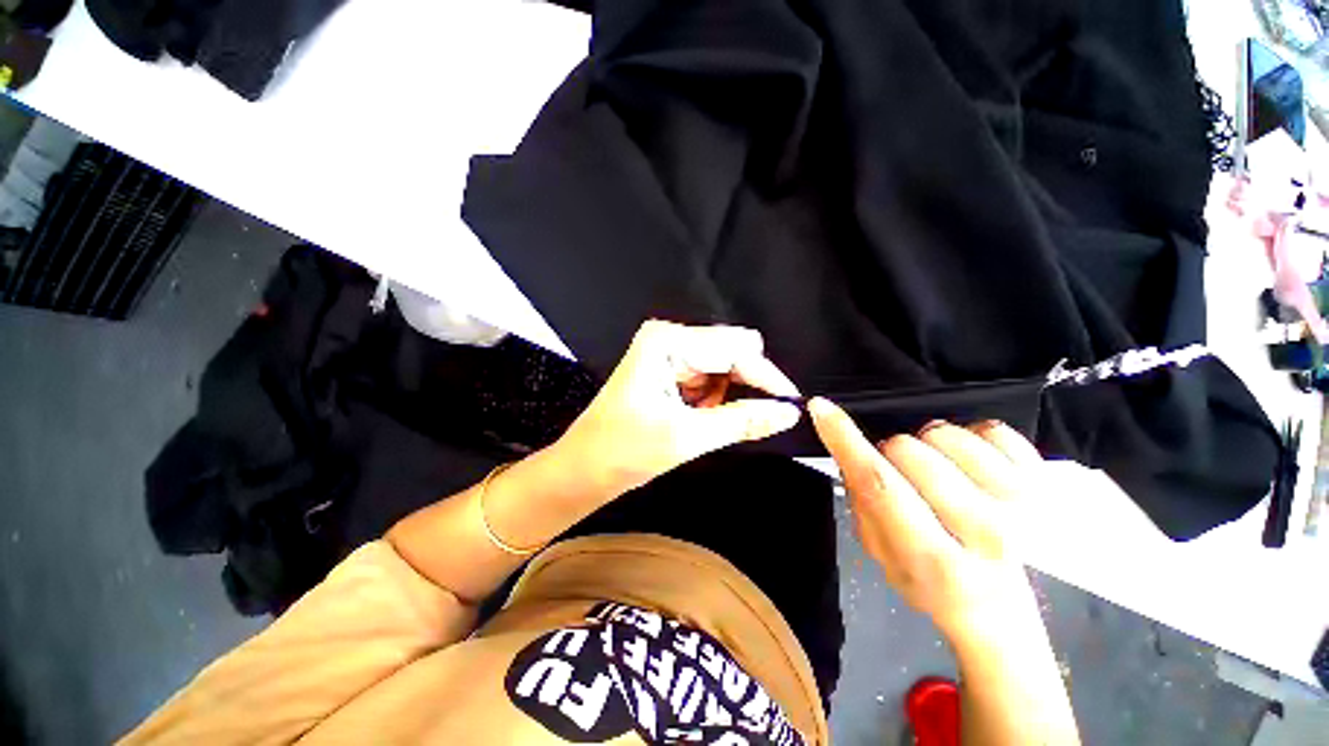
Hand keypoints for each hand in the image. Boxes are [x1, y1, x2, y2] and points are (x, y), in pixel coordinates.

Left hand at [555, 320, 802, 499]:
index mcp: (668, 341)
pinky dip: (714, 399)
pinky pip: (709, 377)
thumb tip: (789, 412)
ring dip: (726, 395)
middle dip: (745, 384)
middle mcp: (669, 337)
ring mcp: (668, 352)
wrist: (584, 470)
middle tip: (746, 419)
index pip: (735, 348)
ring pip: (723, 366)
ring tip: (705, 422)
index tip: (790, 404)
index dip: (765, 376)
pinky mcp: (669, 369)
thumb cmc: (624, 452)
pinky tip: (697, 417)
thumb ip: (743, 421)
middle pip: (731, 351)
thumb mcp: (687, 437)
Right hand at [808, 398, 1041, 641]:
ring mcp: (1025, 503)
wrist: (1002, 609)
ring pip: (943, 432)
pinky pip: (988, 427)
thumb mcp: (881, 556)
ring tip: (941, 475)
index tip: (821, 408)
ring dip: (929, 448)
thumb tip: (849, 450)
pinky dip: (970, 441)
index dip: (845, 441)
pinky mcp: (1046, 481)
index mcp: (935, 559)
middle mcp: (987, 531)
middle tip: (904, 479)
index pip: (880, 484)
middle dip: (891, 455)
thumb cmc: (931, 585)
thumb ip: (861, 503)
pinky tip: (973, 469)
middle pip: (908, 449)